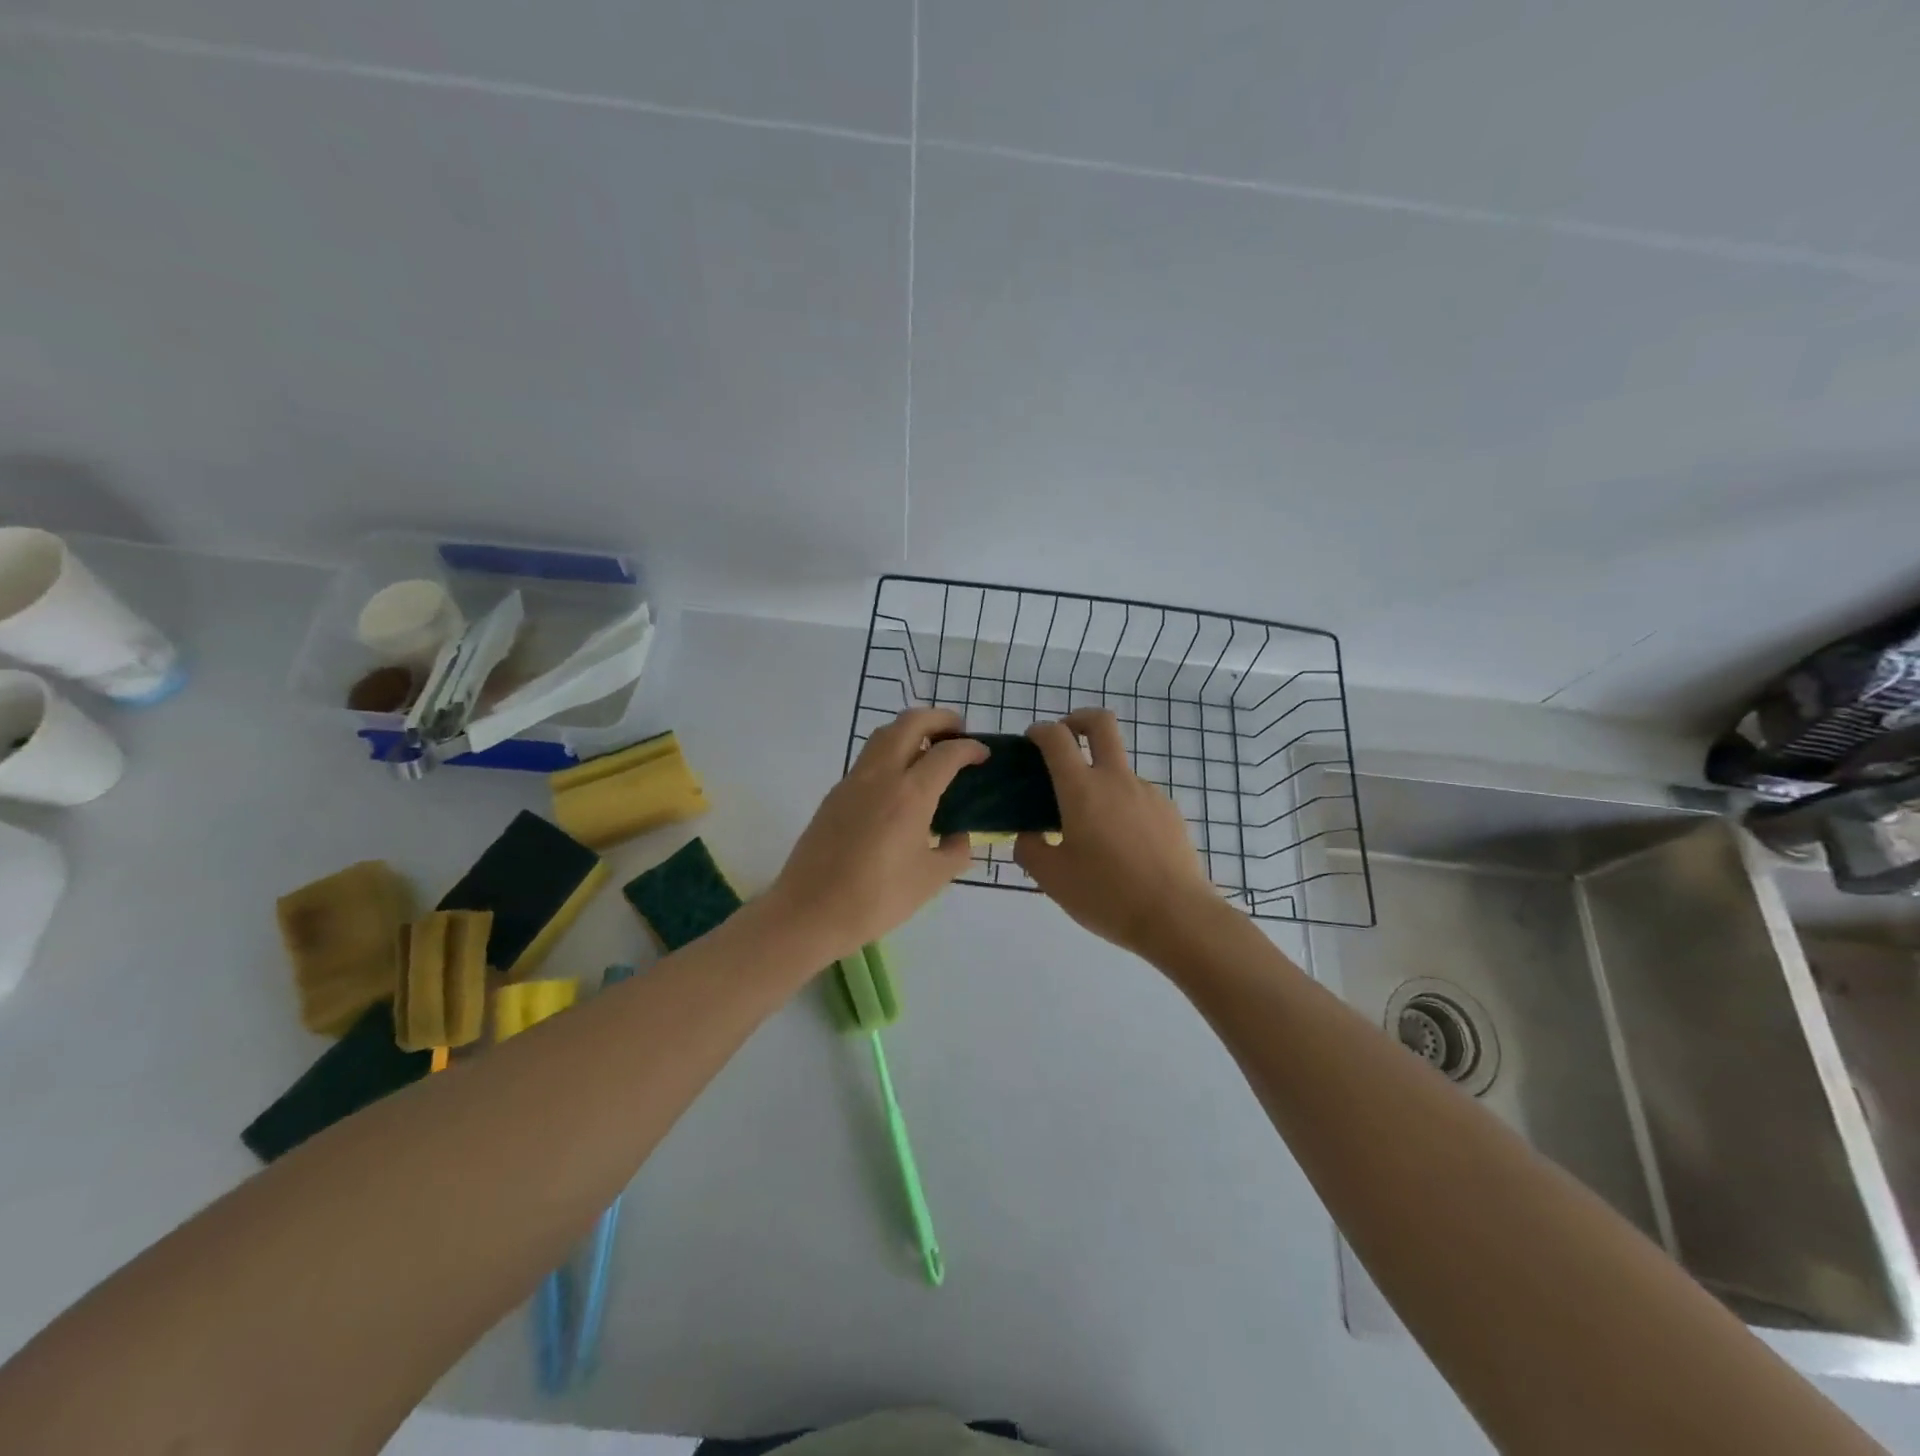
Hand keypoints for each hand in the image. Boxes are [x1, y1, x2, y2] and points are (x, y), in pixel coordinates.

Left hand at [764, 708, 987, 964]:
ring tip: (929, 750)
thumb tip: (959, 837)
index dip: (970, 748)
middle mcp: (881, 776)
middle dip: (939, 718)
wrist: (809, 912)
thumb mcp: (930, 881)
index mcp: (910, 795)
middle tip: (958, 732)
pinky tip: (899, 782)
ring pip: (883, 734)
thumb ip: (954, 852)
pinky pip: (868, 758)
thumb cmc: (876, 899)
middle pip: (910, 723)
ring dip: (910, 730)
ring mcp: (852, 781)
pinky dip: (890, 752)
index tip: (984, 754)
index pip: (946, 753)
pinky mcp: (834, 794)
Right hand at [1015, 709, 1223, 958]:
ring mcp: (1148, 793)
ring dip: (1100, 778)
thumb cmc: (1106, 895)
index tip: (1031, 742)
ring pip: (1119, 768)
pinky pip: (1138, 797)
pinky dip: (1122, 806)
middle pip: (1101, 723)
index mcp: (1082, 789)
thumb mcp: (1052, 879)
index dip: (1039, 731)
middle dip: (1078, 719)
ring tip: (1092, 827)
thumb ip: (1030, 849)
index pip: (1057, 738)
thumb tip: (1028, 834)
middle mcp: (1116, 779)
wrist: (1177, 917)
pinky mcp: (1169, 811)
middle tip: (1066, 739)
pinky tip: (1122, 845)